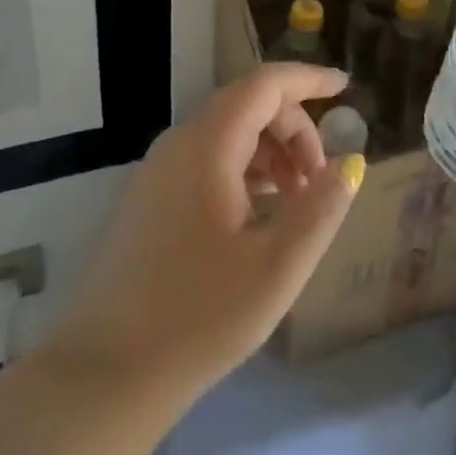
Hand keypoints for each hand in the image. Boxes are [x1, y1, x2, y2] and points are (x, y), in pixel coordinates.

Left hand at [43, 62, 364, 404]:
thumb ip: (320, 209)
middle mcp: (179, 142)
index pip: (265, 85)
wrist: (104, 375)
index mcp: (208, 145)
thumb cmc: (199, 318)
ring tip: (296, 202)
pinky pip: (207, 158)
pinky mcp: (149, 197)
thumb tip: (351, 163)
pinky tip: (260, 214)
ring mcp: (158, 169)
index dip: (308, 79)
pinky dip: (244, 170)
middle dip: (294, 129)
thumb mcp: (277, 267)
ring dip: (270, 152)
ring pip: (227, 133)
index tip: (345, 88)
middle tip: (320, 181)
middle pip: (248, 106)